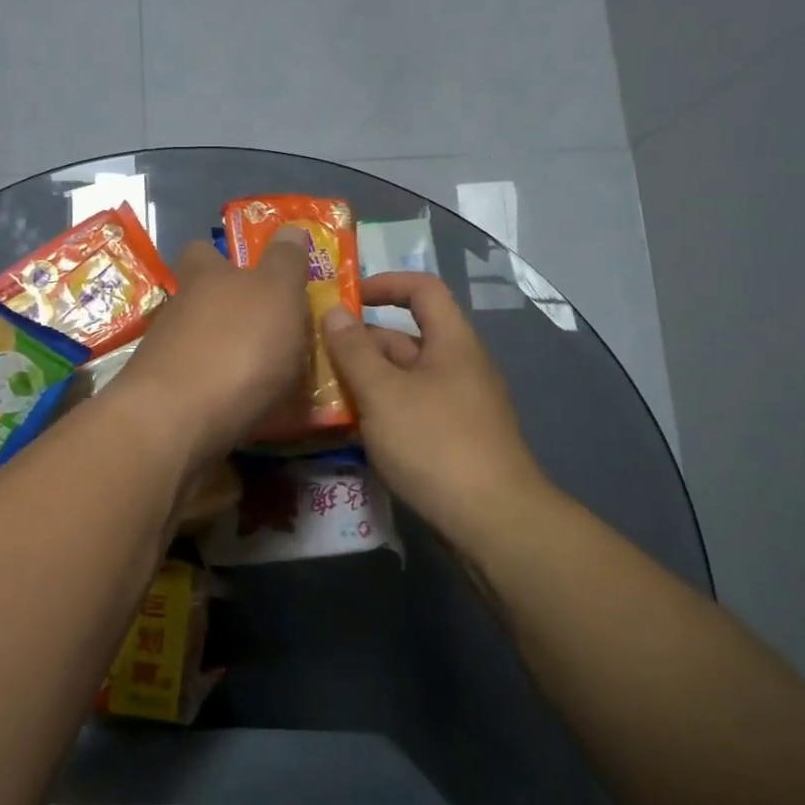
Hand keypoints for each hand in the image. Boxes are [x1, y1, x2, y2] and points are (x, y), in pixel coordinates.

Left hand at [112, 229, 312, 467]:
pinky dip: (224, 395)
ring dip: (229, 356)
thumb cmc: (236, 345)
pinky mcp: (165, 402)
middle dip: (230, 312)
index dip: (221, 256)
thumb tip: (289, 227)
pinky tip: (251, 411)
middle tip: (272, 329)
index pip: (202, 252)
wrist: (177, 422)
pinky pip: (202, 389)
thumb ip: (284, 262)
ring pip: (201, 346)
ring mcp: (166, 357)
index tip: (247, 269)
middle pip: (201, 302)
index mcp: (204, 278)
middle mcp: (178, 312)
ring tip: (272, 379)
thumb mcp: (276, 293)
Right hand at [321, 273, 559, 546]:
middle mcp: (458, 366)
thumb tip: (333, 310)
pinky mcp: (451, 439)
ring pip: (403, 378)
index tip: (344, 298)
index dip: (384, 284)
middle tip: (313, 354)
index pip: (422, 289)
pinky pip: (409, 409)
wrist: (491, 521)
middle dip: (360, 342)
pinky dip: (380, 409)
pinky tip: (349, 427)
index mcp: (451, 342)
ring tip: (320, 390)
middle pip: (405, 337)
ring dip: (364, 379)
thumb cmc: (434, 443)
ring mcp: (456, 405)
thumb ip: (354, 350)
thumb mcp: (383, 392)